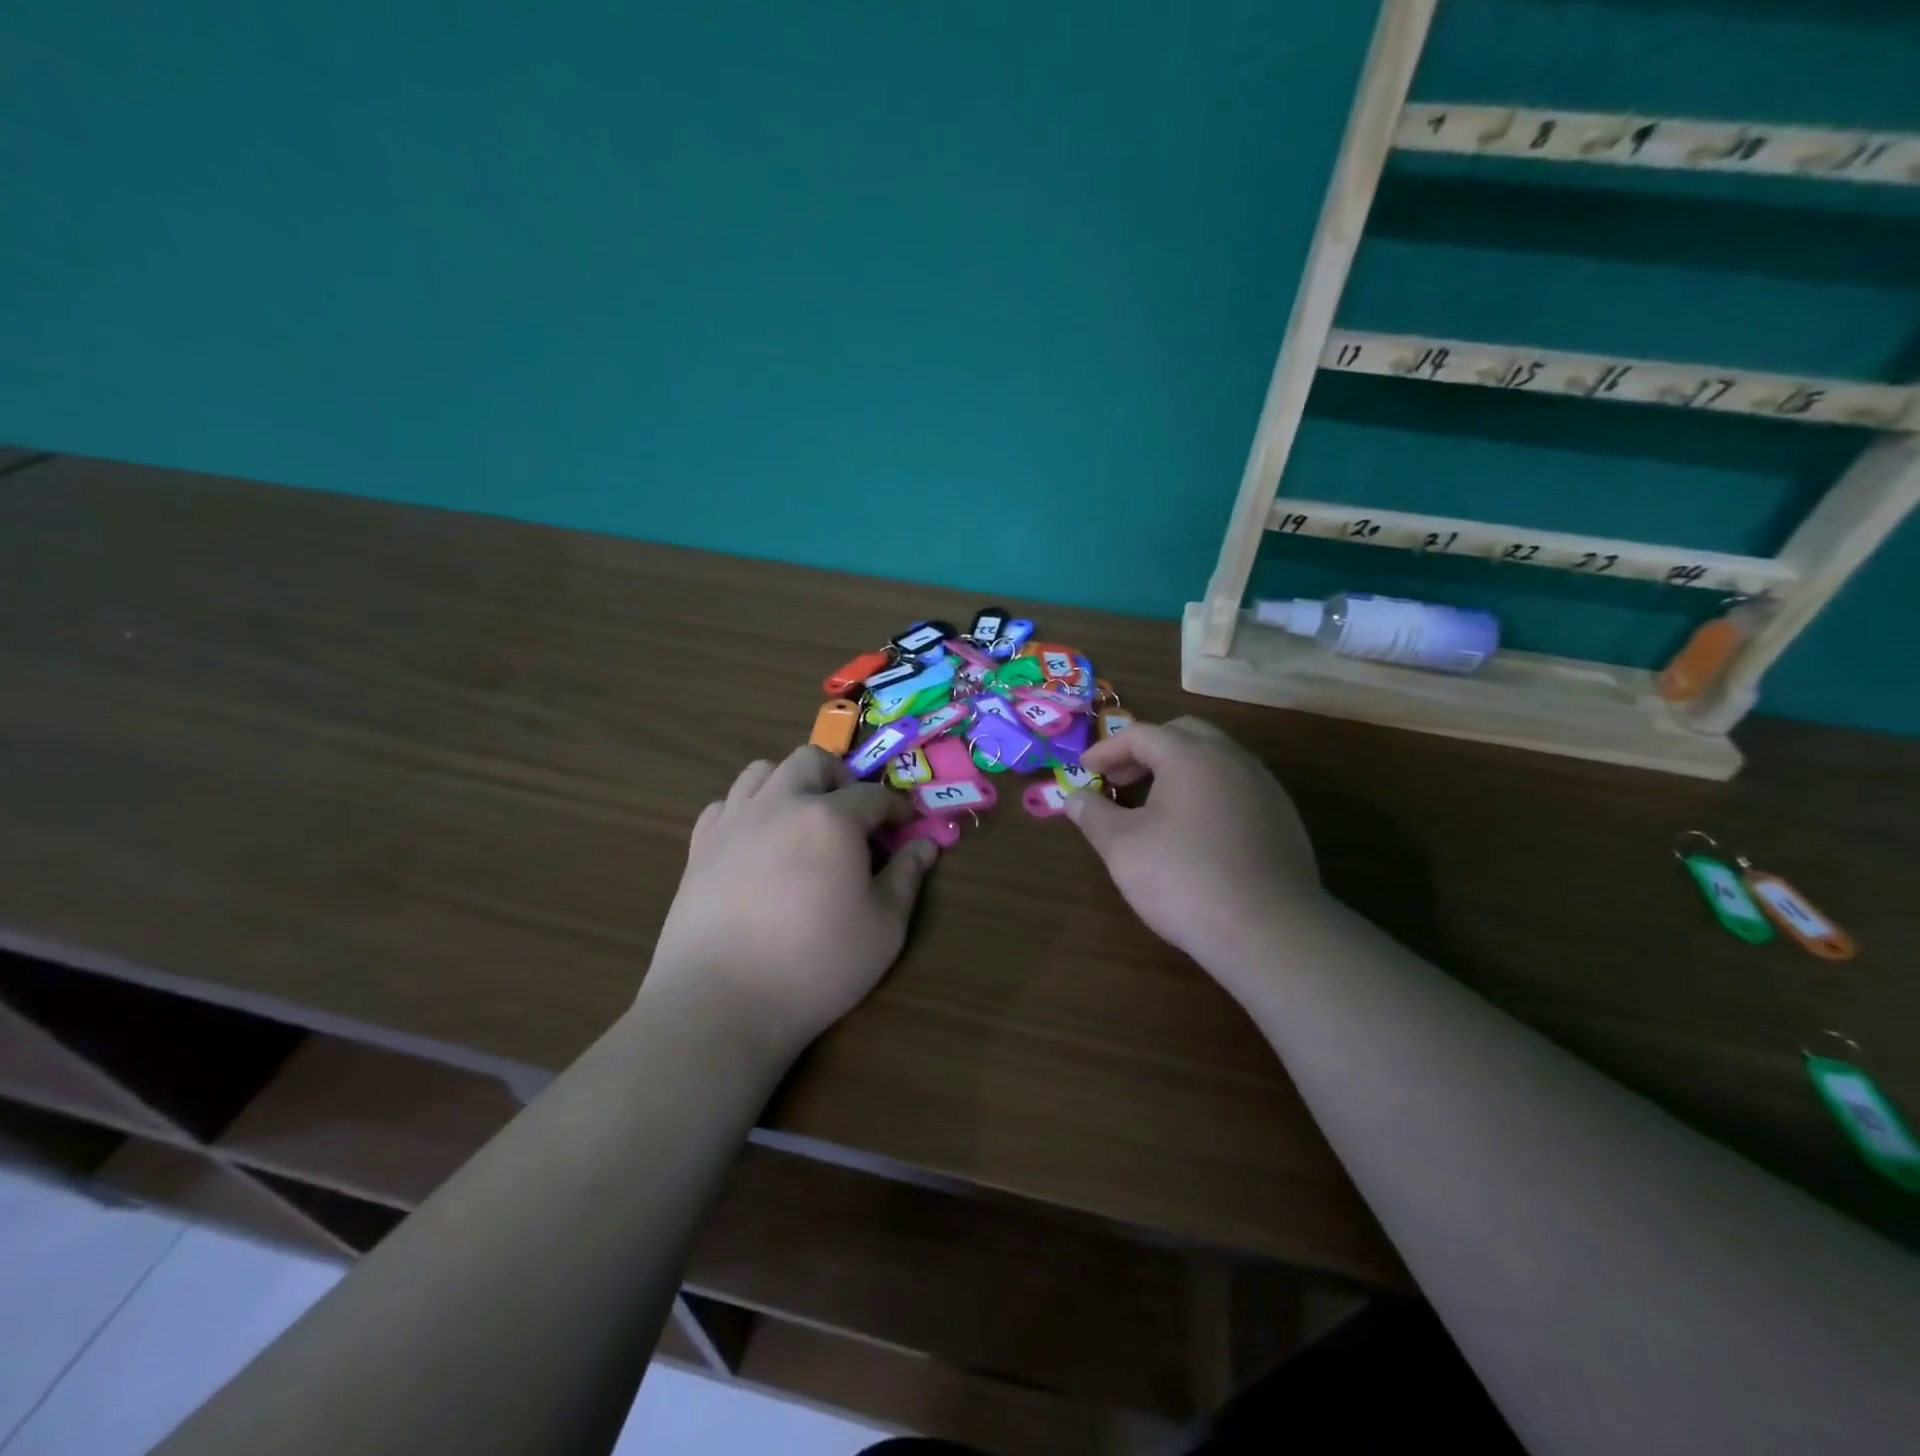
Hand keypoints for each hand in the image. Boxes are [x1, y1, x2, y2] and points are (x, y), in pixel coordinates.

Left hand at [644, 746, 936, 1059]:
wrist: (720, 1002)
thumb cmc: (816, 965)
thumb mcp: (883, 928)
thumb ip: (906, 877)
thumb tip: (925, 845)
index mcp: (830, 819)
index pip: (874, 795)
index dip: (896, 809)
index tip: (906, 827)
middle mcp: (780, 803)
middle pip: (813, 761)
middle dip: (841, 779)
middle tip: (853, 819)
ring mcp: (734, 821)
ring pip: (763, 771)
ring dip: (792, 784)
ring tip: (804, 822)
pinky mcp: (700, 846)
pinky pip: (727, 804)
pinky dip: (749, 810)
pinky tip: (758, 844)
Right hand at [1068, 717, 1325, 983]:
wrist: (1269, 931)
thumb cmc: (1184, 879)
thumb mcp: (1123, 848)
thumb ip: (1094, 815)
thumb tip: (1073, 798)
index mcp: (1191, 756)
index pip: (1141, 734)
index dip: (1107, 749)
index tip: (1085, 770)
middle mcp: (1232, 759)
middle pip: (1183, 735)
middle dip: (1145, 751)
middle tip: (1119, 780)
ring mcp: (1264, 787)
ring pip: (1215, 759)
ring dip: (1178, 771)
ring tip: (1153, 805)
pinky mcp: (1283, 818)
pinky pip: (1236, 787)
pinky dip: (1206, 792)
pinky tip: (1194, 831)